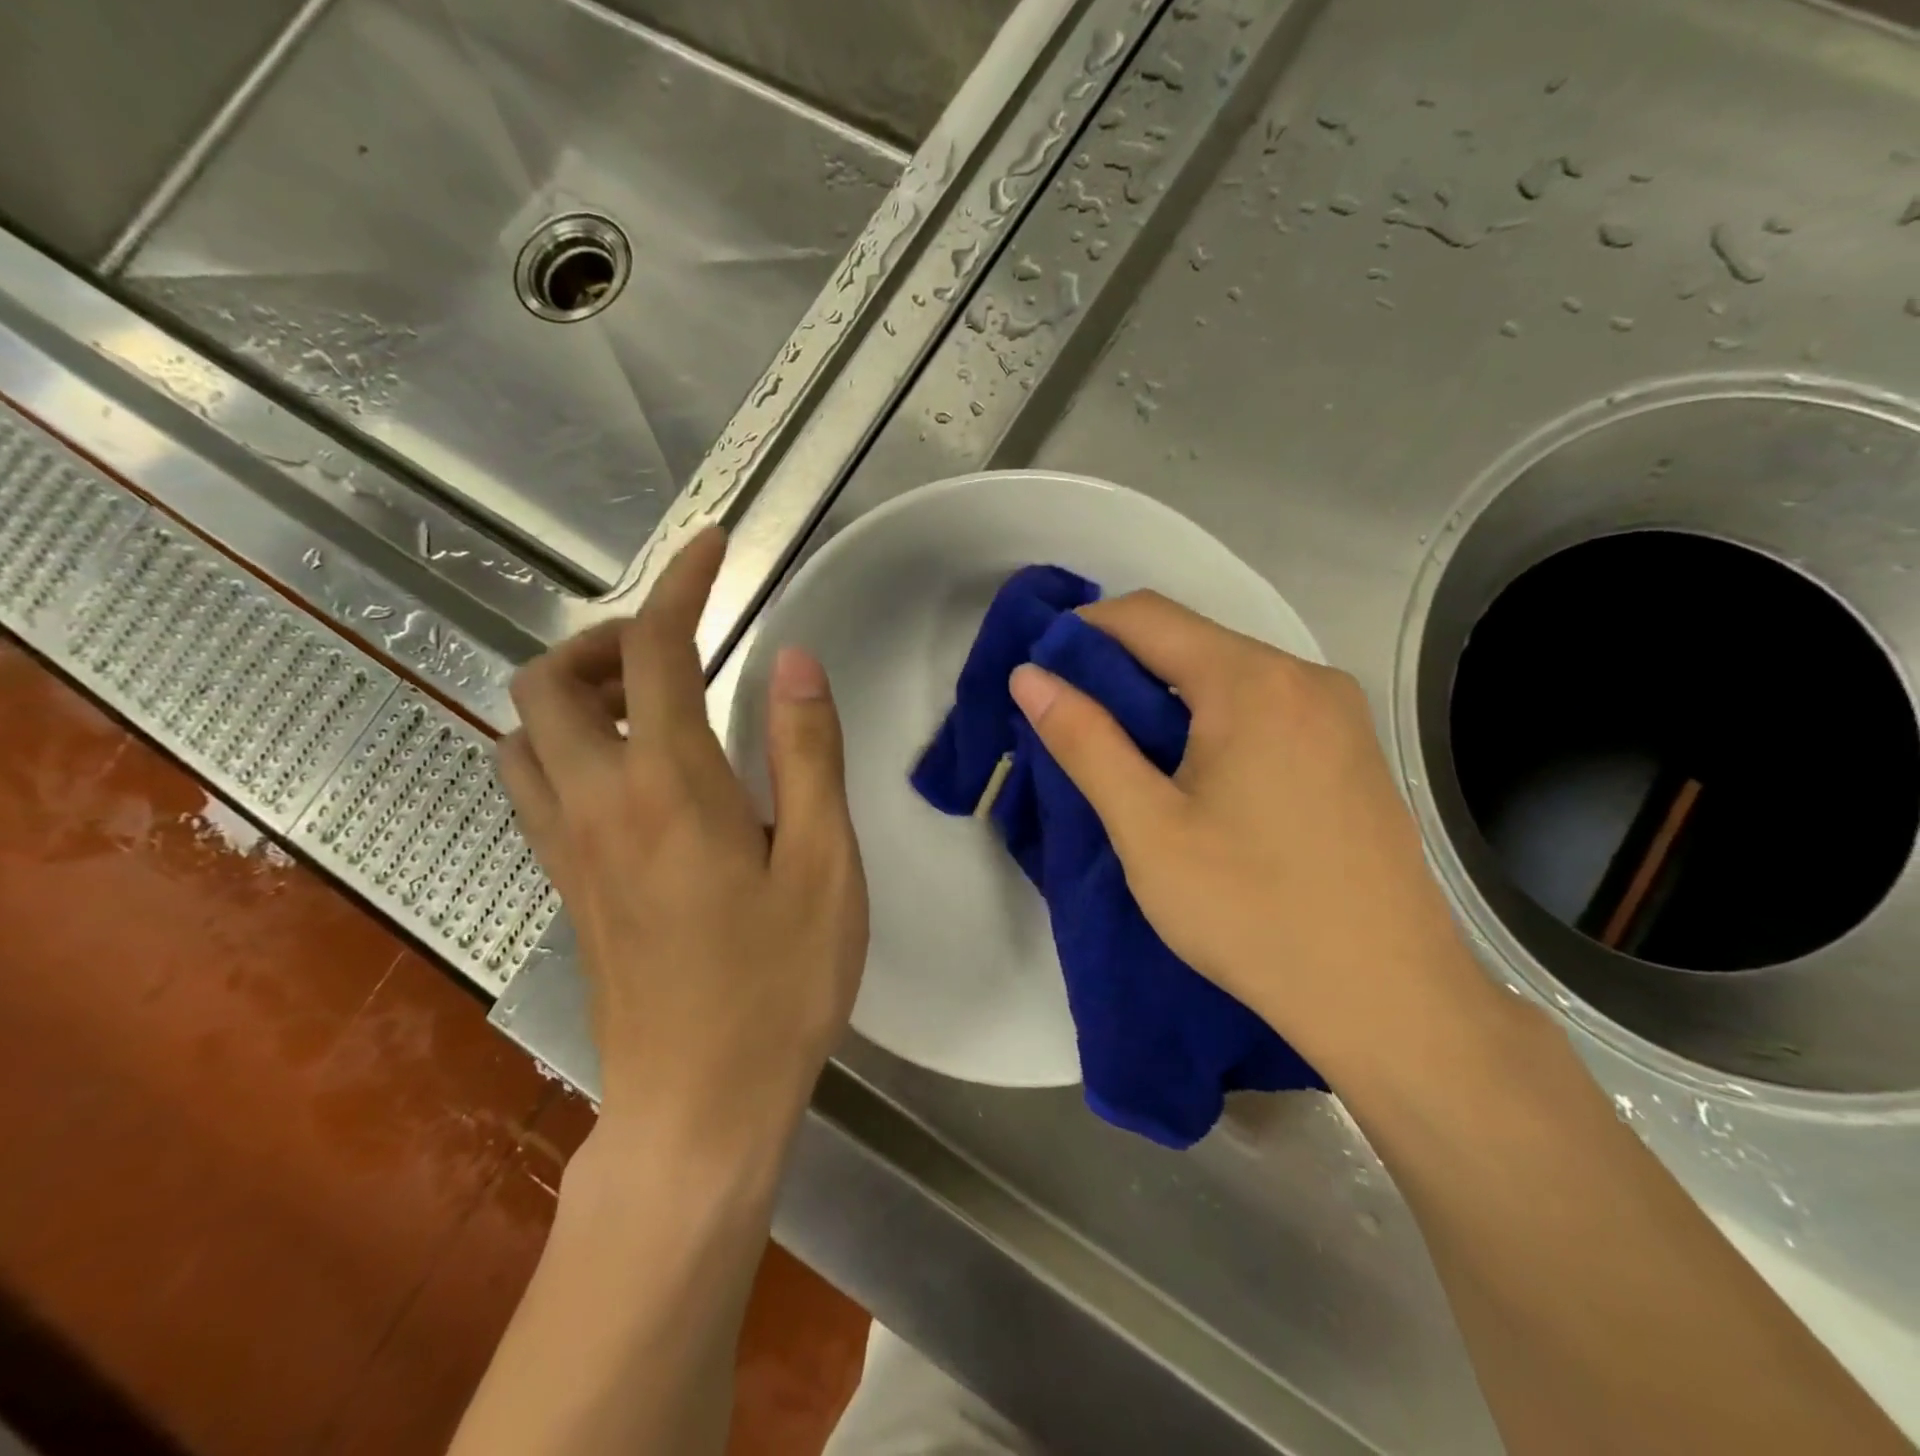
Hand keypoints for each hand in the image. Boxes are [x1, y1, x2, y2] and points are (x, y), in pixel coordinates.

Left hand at [497, 529, 867, 1139]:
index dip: (681, 583)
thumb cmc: (779, 984)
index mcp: (670, 789)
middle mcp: (598, 804)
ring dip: (575, 692)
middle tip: (678, 652)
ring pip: (523, 734)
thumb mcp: (824, 864)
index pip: (655, 650)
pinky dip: (564, 744)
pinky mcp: (564, 886)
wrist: (699, 1104)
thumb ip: (807, 753)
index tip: (711, 548)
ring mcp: (567, 849)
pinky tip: (629, 773)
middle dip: (608, 638)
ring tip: (649, 704)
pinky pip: (532, 785)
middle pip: (551, 681)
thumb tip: (794, 659)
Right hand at [1007, 591, 1494, 1082]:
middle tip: (1073, 723)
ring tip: (1127, 756)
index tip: (1040, 673)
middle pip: (1192, 642)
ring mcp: (1339, 714)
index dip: (1081, 633)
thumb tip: (1029, 678)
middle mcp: (1305, 677)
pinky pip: (1266, 708)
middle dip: (1122, 669)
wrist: (1389, 999)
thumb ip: (1084, 741)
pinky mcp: (1353, 752)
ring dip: (1167, 699)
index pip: (1147, 616)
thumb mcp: (1148, 829)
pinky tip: (1197, 777)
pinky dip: (1214, 722)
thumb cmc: (1252, 911)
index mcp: (1252, 682)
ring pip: (1229, 677)